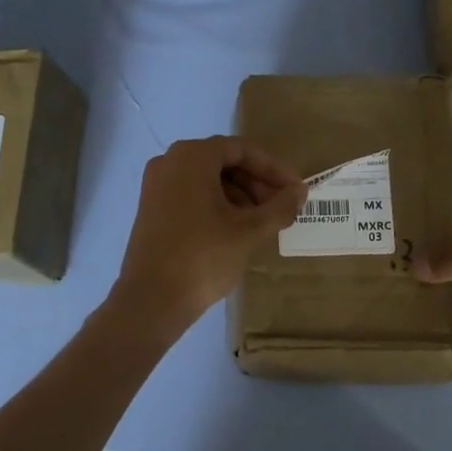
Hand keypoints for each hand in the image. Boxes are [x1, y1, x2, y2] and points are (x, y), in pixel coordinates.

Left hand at [112, 137, 305, 335]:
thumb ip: (280, 207)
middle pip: (224, 162)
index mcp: (191, 157)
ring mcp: (156, 186)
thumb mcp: (249, 231)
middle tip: (282, 208)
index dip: (274, 169)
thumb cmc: (203, 256)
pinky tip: (237, 231)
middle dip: (257, 183)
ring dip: (240, 196)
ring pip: (208, 180)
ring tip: (264, 223)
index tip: (296, 191)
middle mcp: (169, 162)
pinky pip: (192, 195)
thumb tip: (300, 192)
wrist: (151, 301)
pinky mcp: (152, 210)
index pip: (242, 150)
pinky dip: (218, 206)